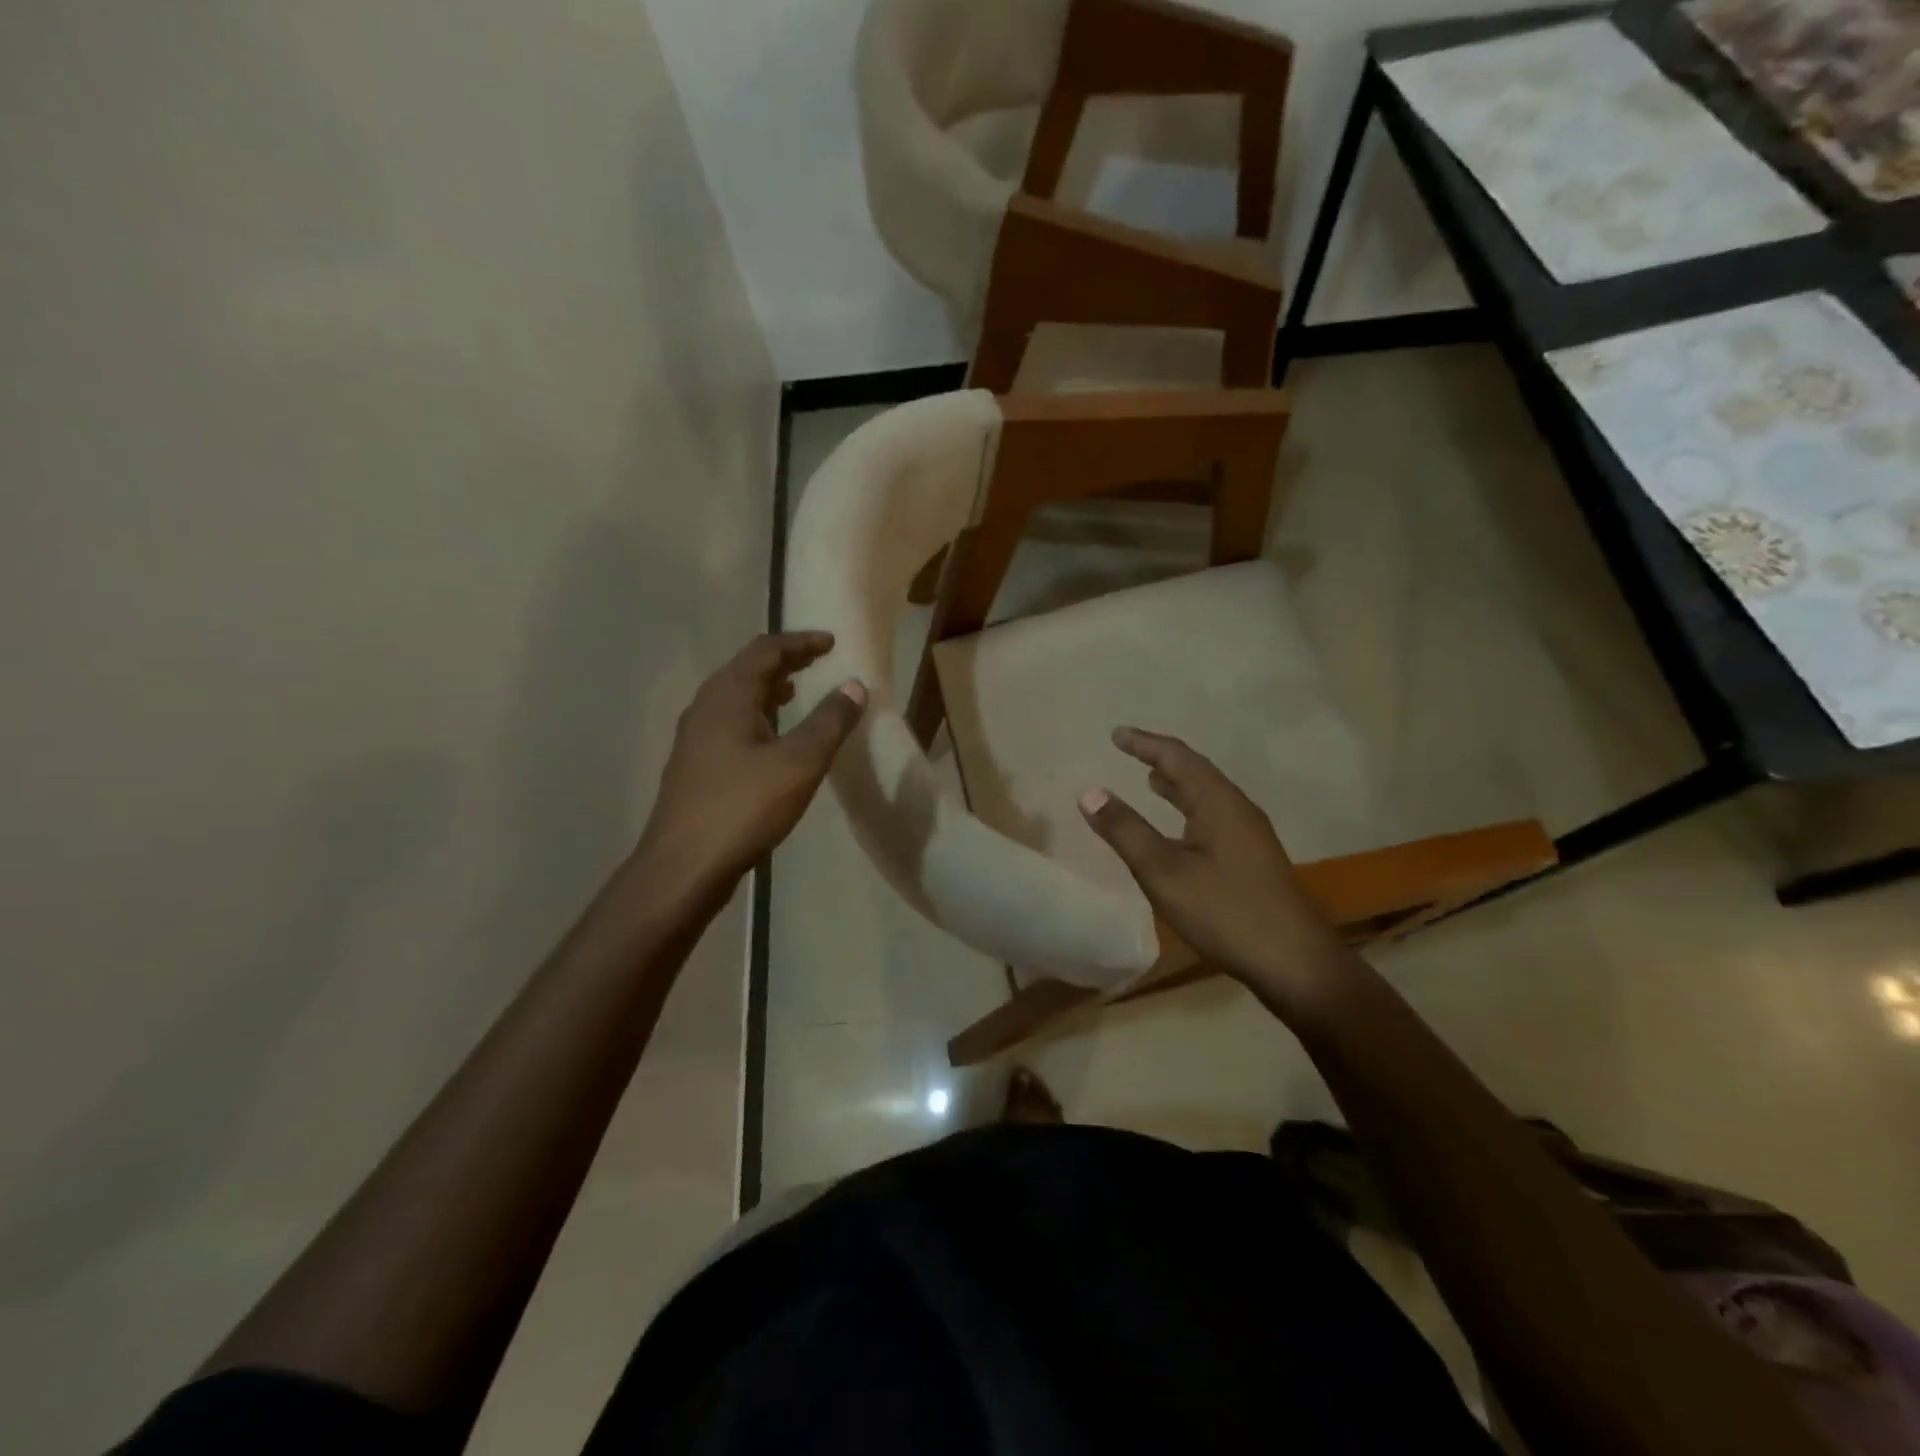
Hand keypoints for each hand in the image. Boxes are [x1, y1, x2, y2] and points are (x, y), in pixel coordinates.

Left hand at [635, 632, 864, 899]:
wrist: (683, 867)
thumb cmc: (743, 807)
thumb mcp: (799, 763)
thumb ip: (829, 721)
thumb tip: (854, 685)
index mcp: (727, 697)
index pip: (765, 651)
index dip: (800, 642)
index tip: (831, 643)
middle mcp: (705, 708)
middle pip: (746, 669)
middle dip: (784, 662)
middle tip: (817, 662)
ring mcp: (695, 738)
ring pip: (735, 698)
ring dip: (768, 689)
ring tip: (797, 693)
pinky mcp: (695, 766)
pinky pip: (730, 723)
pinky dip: (757, 716)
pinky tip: (773, 740)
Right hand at [1078, 728, 1346, 1013]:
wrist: (1296, 963)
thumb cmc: (1225, 911)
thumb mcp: (1163, 872)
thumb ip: (1126, 831)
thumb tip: (1090, 792)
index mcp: (1218, 802)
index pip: (1177, 757)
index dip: (1145, 743)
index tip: (1117, 734)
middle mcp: (1238, 808)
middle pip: (1197, 771)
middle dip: (1162, 758)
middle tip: (1131, 751)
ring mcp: (1251, 834)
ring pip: (1208, 795)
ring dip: (1178, 783)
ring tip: (1150, 781)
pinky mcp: (1254, 858)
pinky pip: (1215, 815)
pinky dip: (1190, 807)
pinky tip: (1182, 829)